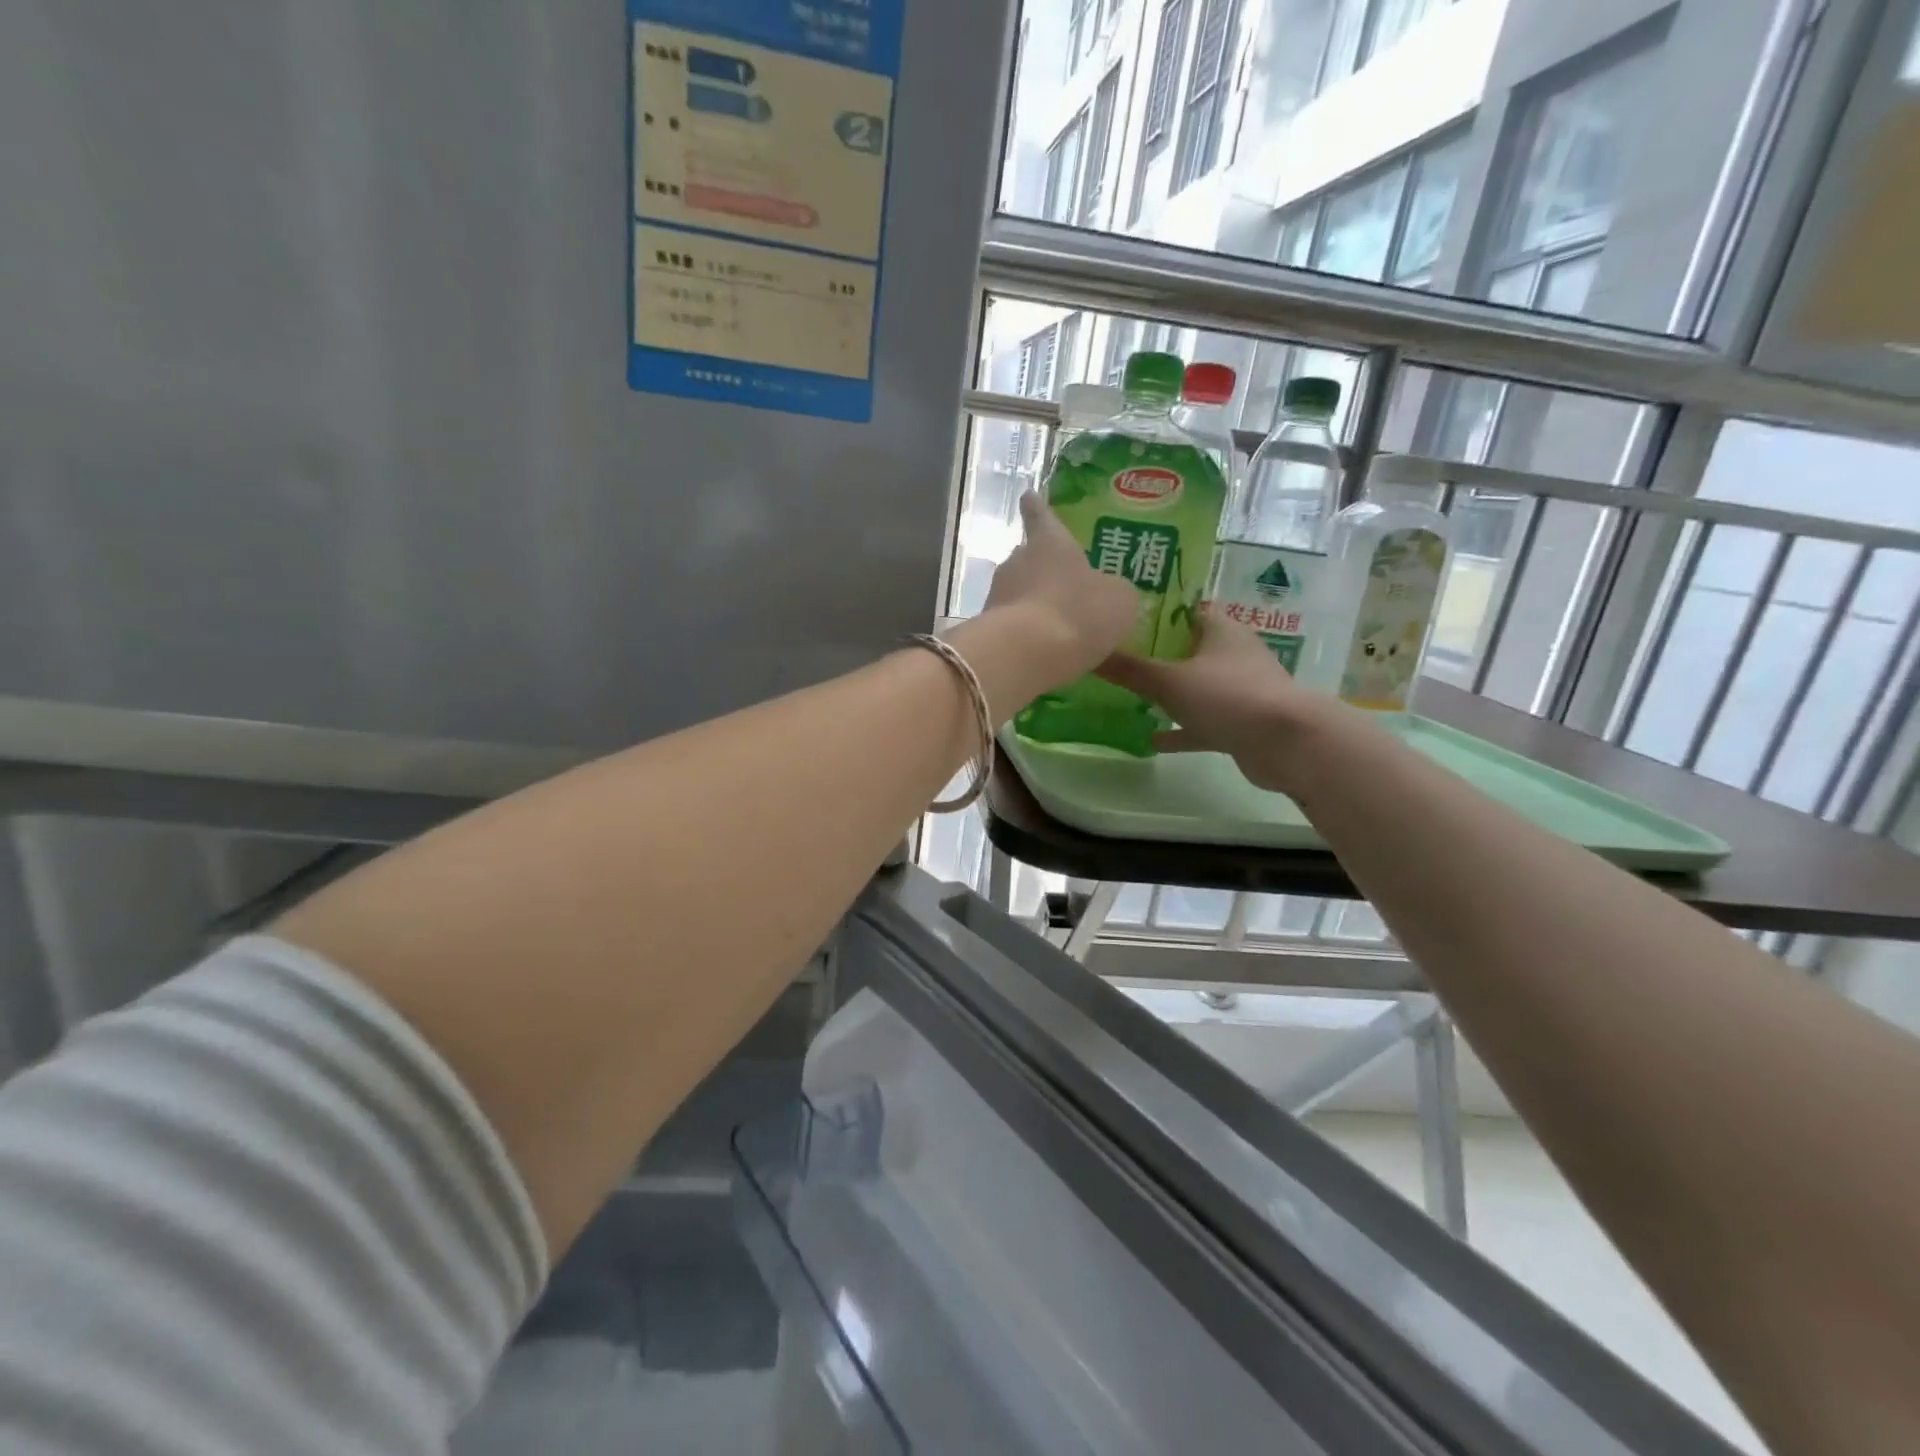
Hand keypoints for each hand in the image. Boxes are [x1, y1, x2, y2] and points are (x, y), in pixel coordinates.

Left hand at [979, 492, 1139, 685]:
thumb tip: (1108, 592)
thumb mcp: (1118, 600)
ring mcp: (998, 596)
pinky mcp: (988, 631)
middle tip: (1059, 583)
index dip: (1037, 507)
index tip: (1028, 495)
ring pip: (1018, 594)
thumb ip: (1113, 591)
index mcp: (1050, 543)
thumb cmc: (1078, 612)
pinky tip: (1044, 653)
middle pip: (1027, 559)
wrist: (1025, 655)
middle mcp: (1017, 562)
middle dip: (1041, 569)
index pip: (1041, 516)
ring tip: (1057, 626)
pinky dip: (1027, 636)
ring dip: (1034, 606)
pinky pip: (1013, 627)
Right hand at [1098, 613, 1349, 792]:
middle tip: (1119, 657)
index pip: (1185, 610)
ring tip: (1130, 697)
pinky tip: (1151, 740)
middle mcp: (1233, 654)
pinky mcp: (1242, 723)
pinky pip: (1203, 722)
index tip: (1123, 618)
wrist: (1287, 743)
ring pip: (1196, 687)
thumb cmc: (1228, 696)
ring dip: (1169, 693)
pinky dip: (1180, 729)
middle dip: (1157, 654)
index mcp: (1221, 630)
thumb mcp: (1169, 681)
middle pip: (1189, 649)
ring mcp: (1240, 690)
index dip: (1156, 612)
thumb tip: (1087, 650)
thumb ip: (1129, 669)